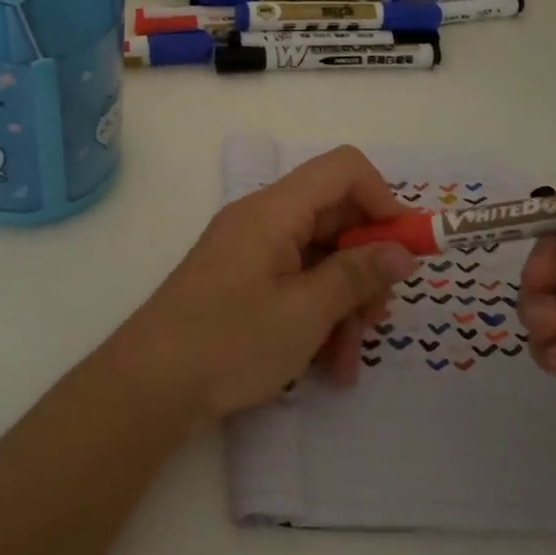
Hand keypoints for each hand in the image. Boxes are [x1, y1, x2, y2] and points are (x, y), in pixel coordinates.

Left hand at [109, 145, 418, 424]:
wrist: (150, 385)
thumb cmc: (231, 341)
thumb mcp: (306, 312)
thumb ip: (357, 275)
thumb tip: (402, 251)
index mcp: (274, 210)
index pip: (344, 169)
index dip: (384, 201)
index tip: (405, 251)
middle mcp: (263, 220)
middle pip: (335, 218)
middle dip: (366, 267)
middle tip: (378, 318)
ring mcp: (251, 253)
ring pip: (319, 259)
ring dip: (344, 304)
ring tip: (348, 360)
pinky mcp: (242, 284)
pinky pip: (295, 284)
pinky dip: (317, 317)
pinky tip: (329, 367)